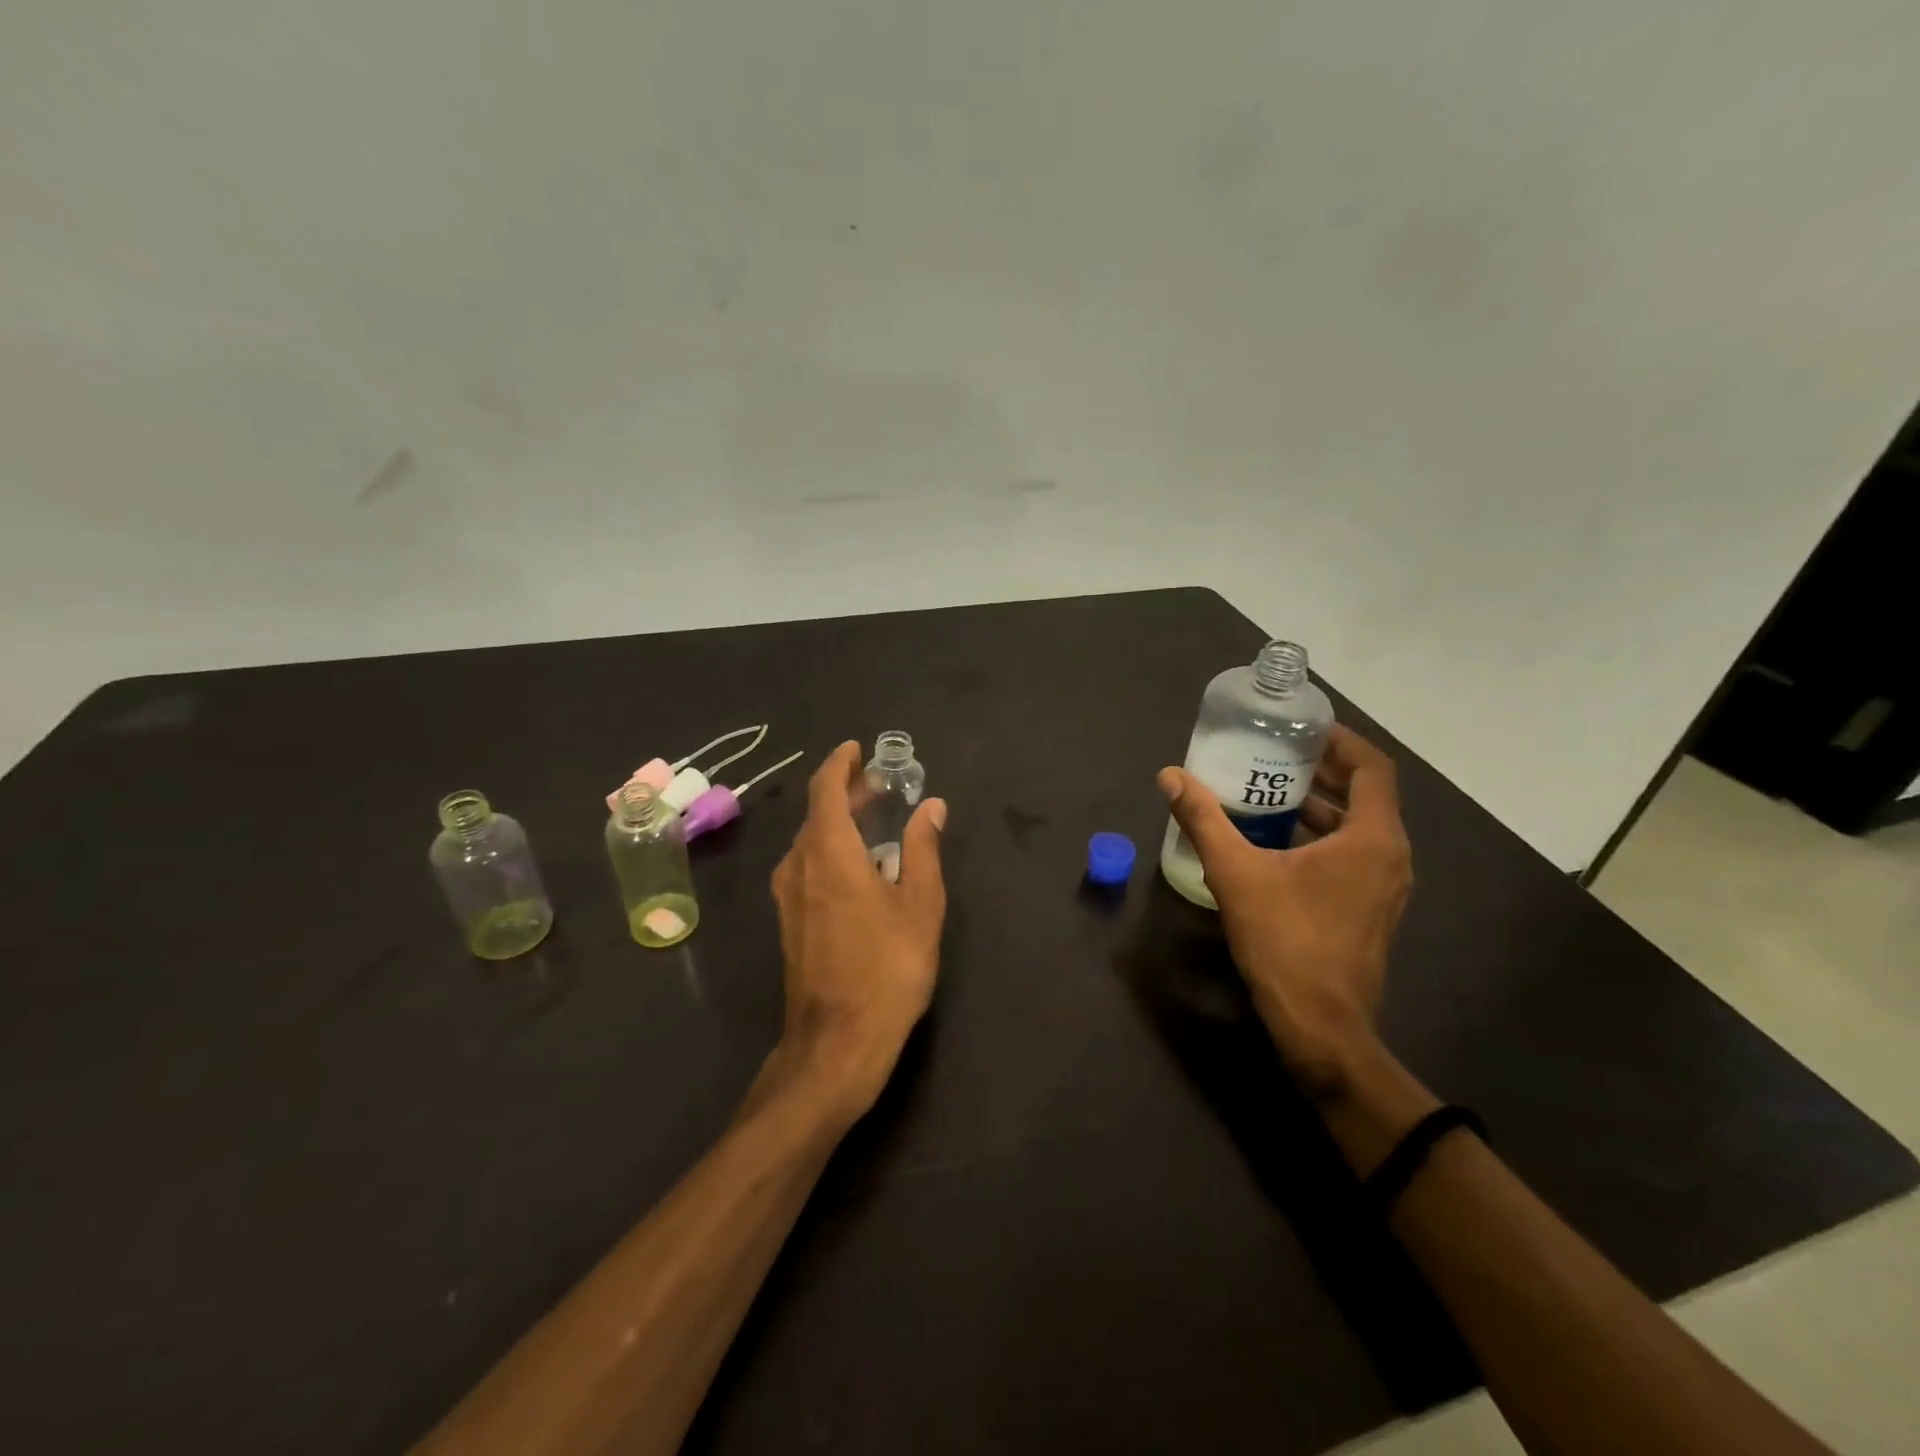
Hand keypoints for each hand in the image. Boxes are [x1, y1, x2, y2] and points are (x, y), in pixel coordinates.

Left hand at [767, 741, 947, 1118]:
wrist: (838, 1041)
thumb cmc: (887, 967)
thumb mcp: (920, 904)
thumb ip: (923, 849)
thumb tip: (932, 806)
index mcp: (828, 852)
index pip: (825, 789)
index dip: (840, 764)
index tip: (858, 749)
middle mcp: (798, 865)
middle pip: (817, 813)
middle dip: (846, 792)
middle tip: (879, 784)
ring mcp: (788, 895)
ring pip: (810, 840)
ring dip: (838, 821)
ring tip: (873, 818)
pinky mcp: (789, 920)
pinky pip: (807, 865)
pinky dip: (831, 848)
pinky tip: (859, 864)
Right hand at [1158, 724, 1411, 1093]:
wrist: (1321, 1025)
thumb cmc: (1286, 941)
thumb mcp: (1235, 874)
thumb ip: (1203, 820)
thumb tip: (1170, 777)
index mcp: (1372, 838)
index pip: (1372, 767)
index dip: (1341, 741)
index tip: (1302, 729)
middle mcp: (1391, 856)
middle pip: (1367, 794)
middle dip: (1324, 770)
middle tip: (1276, 753)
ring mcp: (1387, 886)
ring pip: (1362, 827)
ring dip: (1323, 805)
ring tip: (1272, 792)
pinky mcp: (1373, 909)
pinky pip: (1356, 854)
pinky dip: (1325, 836)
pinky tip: (1280, 842)